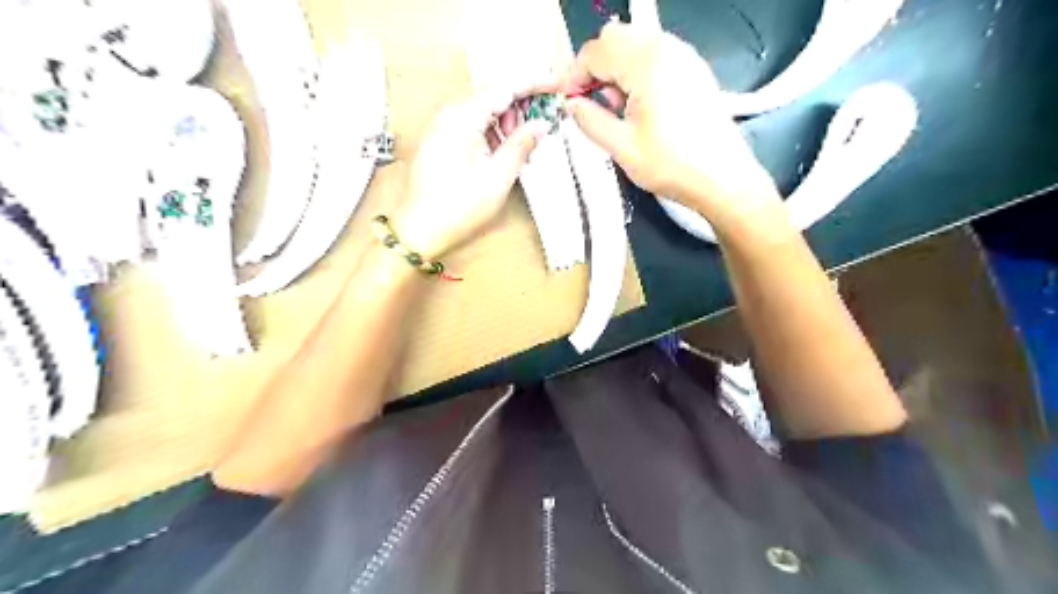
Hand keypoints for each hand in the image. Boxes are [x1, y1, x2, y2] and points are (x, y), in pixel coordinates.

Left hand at [389, 86, 554, 260]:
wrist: (419, 230)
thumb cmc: (456, 209)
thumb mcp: (497, 178)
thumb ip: (521, 146)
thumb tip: (541, 125)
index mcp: (461, 118)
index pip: (503, 86)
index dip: (533, 83)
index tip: (556, 85)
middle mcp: (448, 113)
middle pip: (491, 90)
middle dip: (520, 101)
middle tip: (541, 120)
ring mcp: (441, 124)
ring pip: (481, 105)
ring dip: (505, 117)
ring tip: (520, 142)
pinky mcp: (440, 138)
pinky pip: (470, 121)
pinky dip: (490, 128)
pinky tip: (501, 148)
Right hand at [561, 21, 783, 228]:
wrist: (723, 178)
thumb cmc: (672, 165)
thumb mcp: (621, 147)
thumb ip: (590, 120)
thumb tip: (571, 105)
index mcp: (647, 63)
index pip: (596, 50)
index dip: (575, 75)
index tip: (569, 102)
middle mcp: (667, 48)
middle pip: (616, 38)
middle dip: (596, 67)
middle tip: (593, 103)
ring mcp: (684, 56)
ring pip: (635, 44)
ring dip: (616, 69)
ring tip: (618, 109)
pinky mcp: (694, 70)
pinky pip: (655, 55)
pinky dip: (637, 72)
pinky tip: (640, 106)